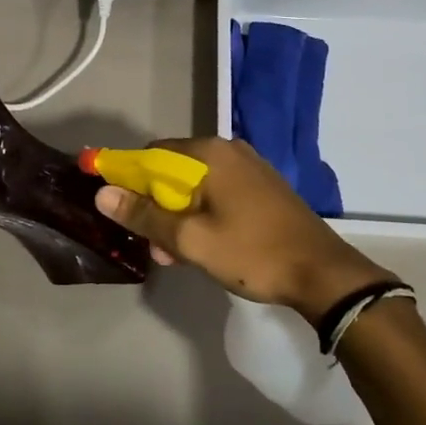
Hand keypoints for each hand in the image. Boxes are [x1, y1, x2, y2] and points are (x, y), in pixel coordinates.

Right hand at [94, 137, 397, 321]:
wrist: (323, 274)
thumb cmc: (252, 253)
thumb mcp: (190, 239)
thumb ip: (144, 215)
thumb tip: (102, 194)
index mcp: (209, 154)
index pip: (150, 155)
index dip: (128, 180)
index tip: (119, 210)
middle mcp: (228, 150)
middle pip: (173, 171)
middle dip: (156, 206)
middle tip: (155, 246)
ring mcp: (249, 167)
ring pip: (196, 186)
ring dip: (178, 216)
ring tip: (176, 256)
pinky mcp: (262, 187)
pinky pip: (218, 193)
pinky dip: (202, 215)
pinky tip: (203, 246)